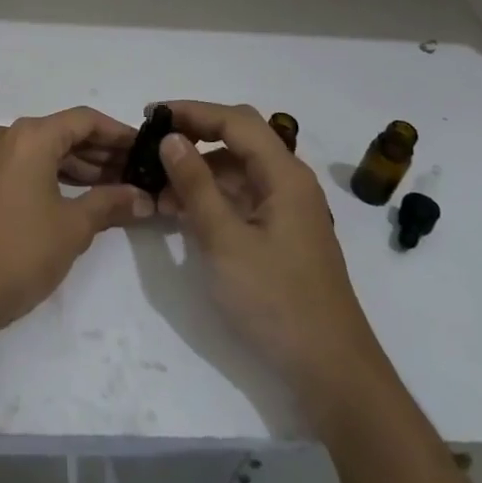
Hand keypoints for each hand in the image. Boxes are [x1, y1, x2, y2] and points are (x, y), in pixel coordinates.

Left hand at [0, 107, 152, 333]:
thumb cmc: (23, 250)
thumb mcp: (74, 226)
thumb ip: (111, 203)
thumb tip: (145, 198)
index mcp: (31, 136)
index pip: (85, 120)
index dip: (118, 133)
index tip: (146, 149)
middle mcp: (10, 136)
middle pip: (65, 132)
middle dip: (102, 152)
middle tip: (137, 172)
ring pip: (47, 150)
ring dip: (82, 165)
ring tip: (119, 187)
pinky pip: (30, 165)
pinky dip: (58, 175)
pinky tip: (86, 196)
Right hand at [157, 102, 384, 409]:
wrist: (330, 371)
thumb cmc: (276, 301)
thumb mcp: (225, 241)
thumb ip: (196, 185)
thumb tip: (171, 138)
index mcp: (285, 176)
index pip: (235, 121)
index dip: (192, 111)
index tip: (151, 114)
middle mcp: (290, 182)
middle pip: (240, 137)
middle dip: (196, 133)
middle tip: (154, 141)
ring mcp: (287, 209)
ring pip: (238, 168)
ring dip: (199, 168)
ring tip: (158, 186)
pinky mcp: (281, 234)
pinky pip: (241, 197)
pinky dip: (211, 195)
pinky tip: (182, 212)